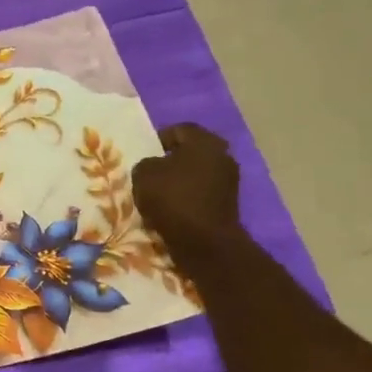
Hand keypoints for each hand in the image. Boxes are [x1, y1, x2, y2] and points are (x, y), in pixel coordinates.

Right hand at [131, 123, 242, 259]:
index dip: (157, 139)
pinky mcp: (228, 203)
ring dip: (179, 180)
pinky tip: (172, 209)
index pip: (178, 129)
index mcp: (205, 141)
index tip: (142, 155)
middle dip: (170, 161)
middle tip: (150, 173)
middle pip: (190, 151)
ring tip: (158, 194)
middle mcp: (222, 155)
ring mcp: (229, 180)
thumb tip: (154, 167)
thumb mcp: (143, 174)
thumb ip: (146, 163)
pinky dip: (187, 197)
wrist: (204, 242)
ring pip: (196, 173)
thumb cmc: (173, 199)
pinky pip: (201, 192)